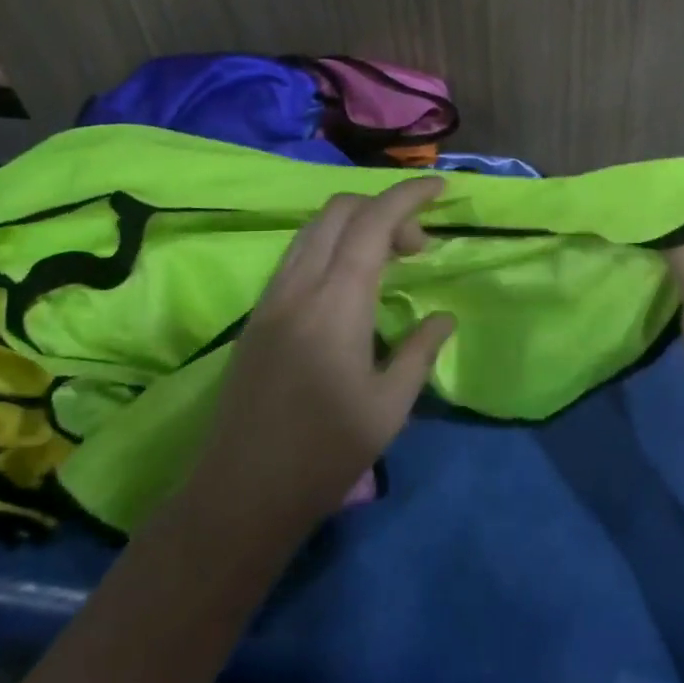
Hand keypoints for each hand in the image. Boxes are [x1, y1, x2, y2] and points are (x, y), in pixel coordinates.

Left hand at [188, 178, 455, 533]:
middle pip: (339, 211)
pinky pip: (297, 255)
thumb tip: (443, 318)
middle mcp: (299, 286)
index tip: (440, 188)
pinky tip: (349, 284)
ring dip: (355, 225)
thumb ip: (419, 352)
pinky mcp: (257, 315)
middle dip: (384, 209)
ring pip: (313, 229)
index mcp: (336, 303)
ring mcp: (271, 298)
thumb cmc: (323, 455)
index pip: (373, 222)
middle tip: (416, 248)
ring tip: (388, 261)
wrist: (240, 494)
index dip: (408, 196)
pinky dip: (330, 246)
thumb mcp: (389, 408)